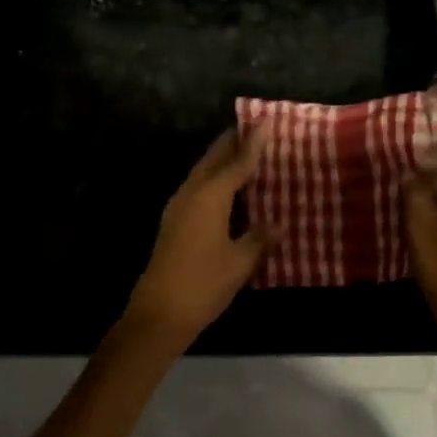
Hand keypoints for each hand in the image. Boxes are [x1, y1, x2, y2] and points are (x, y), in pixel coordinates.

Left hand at [124, 127, 278, 345]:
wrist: (158, 315)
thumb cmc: (203, 284)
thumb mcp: (240, 262)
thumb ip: (259, 239)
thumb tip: (277, 224)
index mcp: (209, 197)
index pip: (237, 163)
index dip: (253, 143)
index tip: (265, 121)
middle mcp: (191, 194)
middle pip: (213, 160)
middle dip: (232, 142)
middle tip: (252, 128)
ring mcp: (178, 208)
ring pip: (202, 173)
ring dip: (220, 160)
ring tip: (242, 152)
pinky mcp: (174, 224)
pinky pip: (197, 189)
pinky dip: (214, 180)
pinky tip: (226, 190)